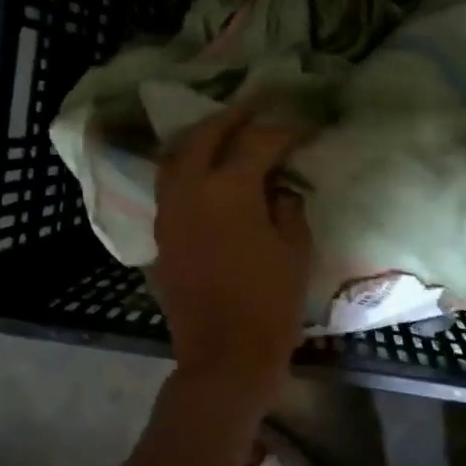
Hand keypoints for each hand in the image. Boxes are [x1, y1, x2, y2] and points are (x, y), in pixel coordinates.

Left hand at [154, 102, 311, 393]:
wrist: (224, 355)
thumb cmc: (270, 303)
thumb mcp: (295, 249)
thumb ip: (287, 207)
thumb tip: (278, 189)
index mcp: (229, 190)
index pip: (257, 143)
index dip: (284, 132)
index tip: (304, 130)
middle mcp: (190, 190)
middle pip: (205, 135)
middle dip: (231, 118)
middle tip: (254, 110)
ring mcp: (169, 211)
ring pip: (177, 156)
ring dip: (201, 138)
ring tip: (224, 133)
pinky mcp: (161, 234)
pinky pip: (169, 184)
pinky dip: (186, 166)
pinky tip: (205, 171)